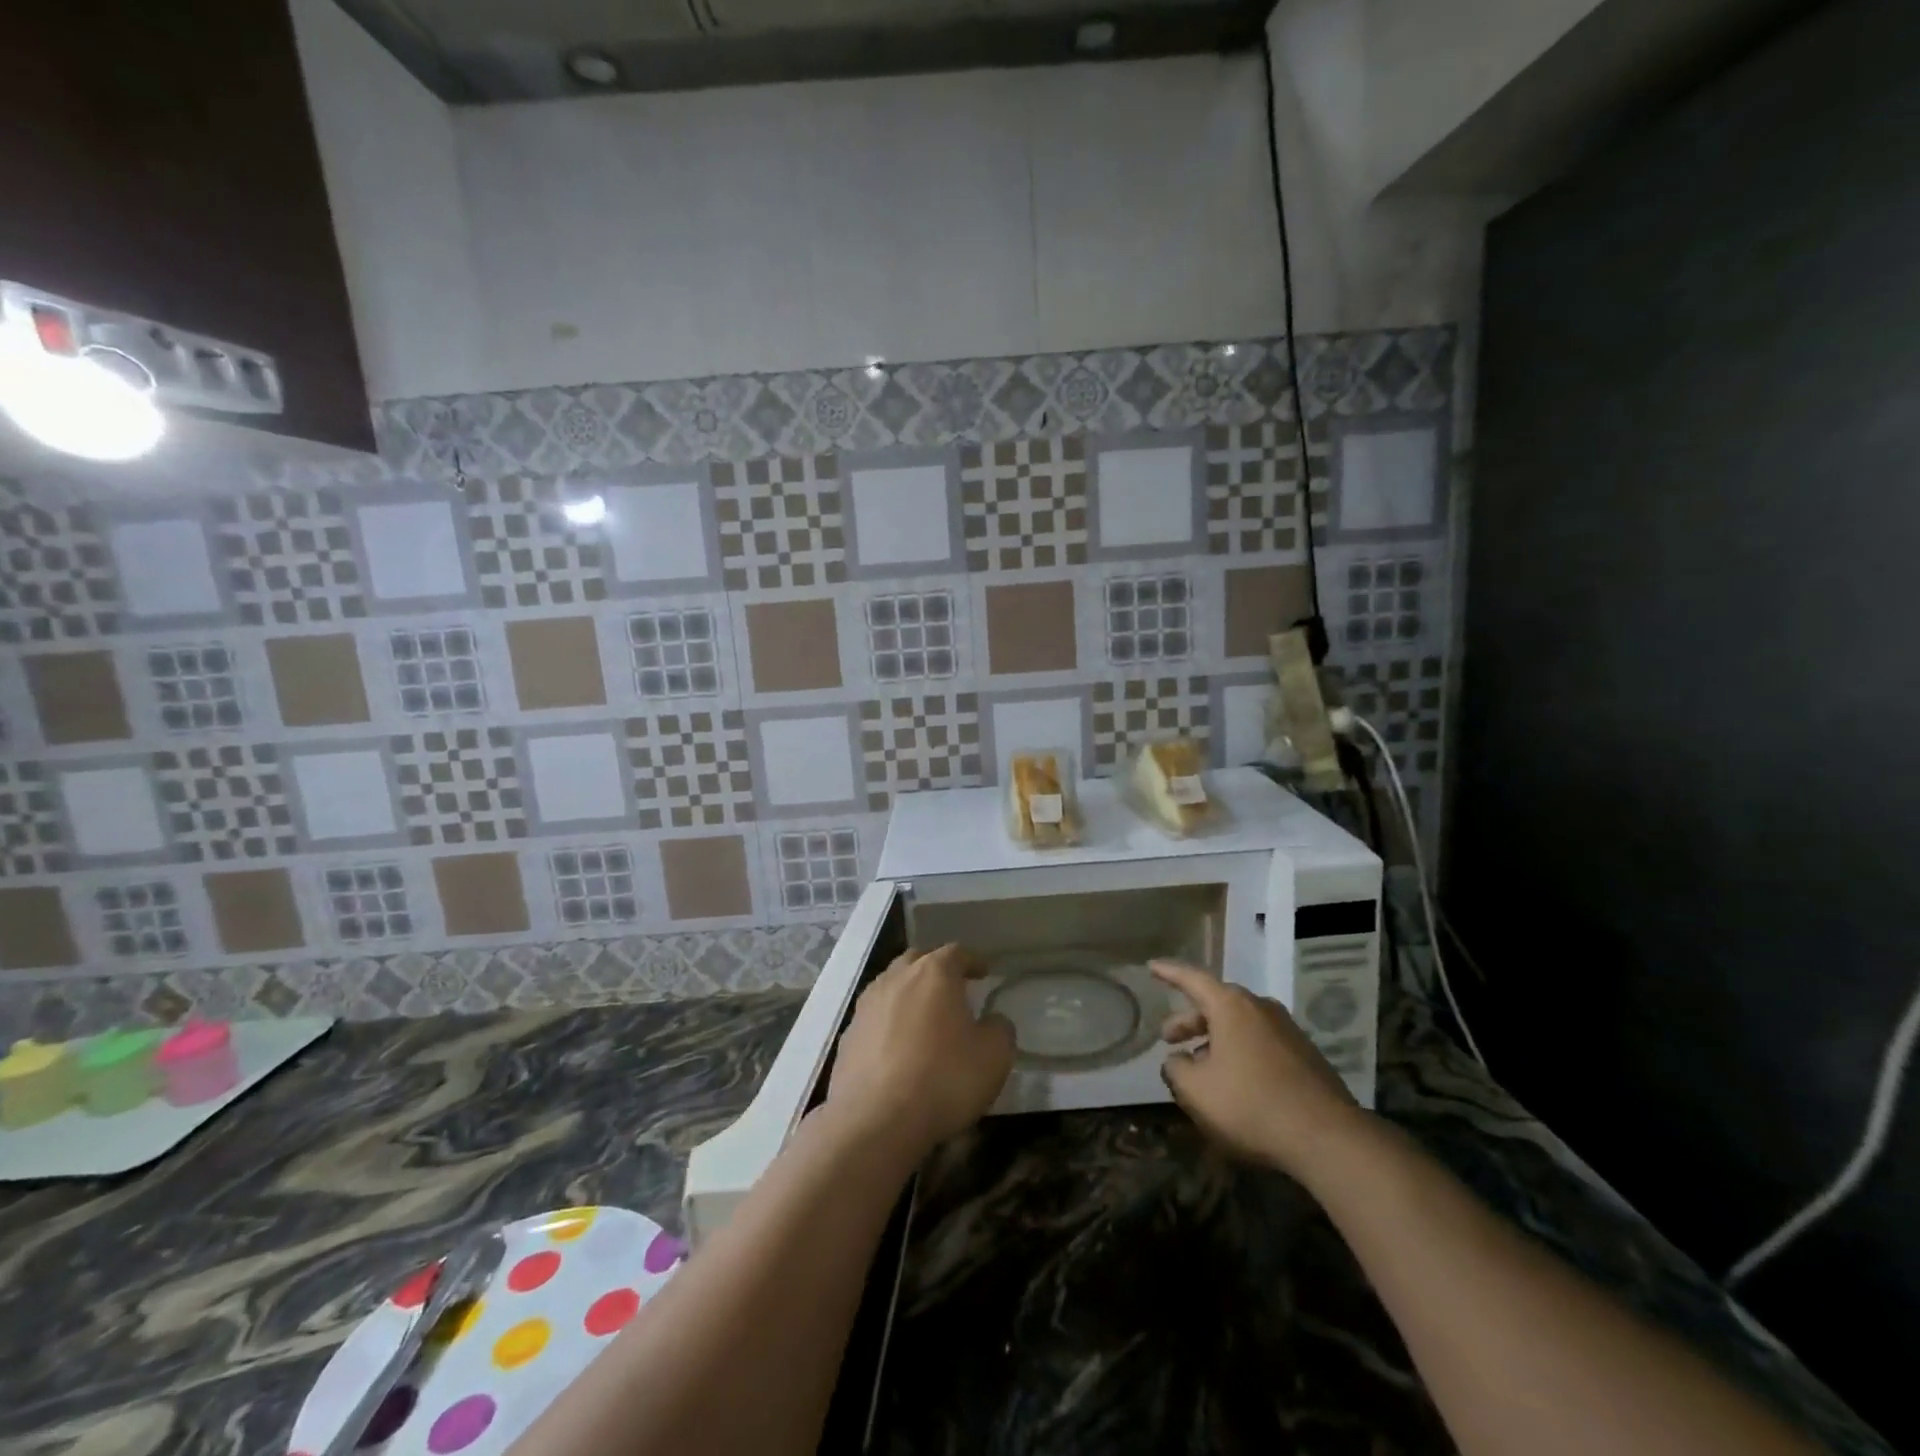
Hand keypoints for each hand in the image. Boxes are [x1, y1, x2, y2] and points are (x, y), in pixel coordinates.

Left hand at [827, 944, 1014, 1157]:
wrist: (875, 1120)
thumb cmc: (943, 1079)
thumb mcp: (994, 1057)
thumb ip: (1000, 1030)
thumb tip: (993, 1021)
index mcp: (933, 973)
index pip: (956, 953)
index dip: (972, 961)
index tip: (984, 972)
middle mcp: (896, 978)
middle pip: (917, 960)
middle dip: (936, 969)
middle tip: (952, 988)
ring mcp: (867, 1005)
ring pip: (891, 985)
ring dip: (909, 993)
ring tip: (924, 1016)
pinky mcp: (848, 1035)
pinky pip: (875, 1017)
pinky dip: (889, 1022)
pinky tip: (898, 1046)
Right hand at [1153, 960, 1367, 1179]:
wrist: (1328, 1138)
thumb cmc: (1251, 1105)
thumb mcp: (1196, 1091)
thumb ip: (1176, 1069)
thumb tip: (1176, 1060)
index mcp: (1231, 1006)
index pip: (1192, 979)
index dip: (1169, 973)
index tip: (1152, 966)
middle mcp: (1260, 1008)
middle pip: (1217, 1003)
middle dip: (1190, 1019)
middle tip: (1170, 1037)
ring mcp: (1287, 1030)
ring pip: (1240, 1025)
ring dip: (1216, 1038)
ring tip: (1200, 1064)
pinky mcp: (1306, 1056)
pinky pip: (1261, 1042)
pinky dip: (1240, 1052)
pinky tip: (1235, 1080)